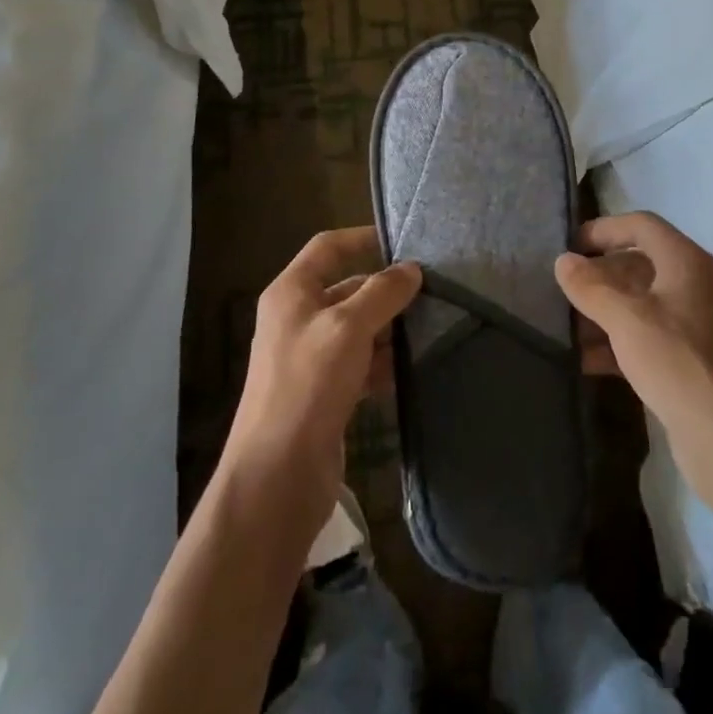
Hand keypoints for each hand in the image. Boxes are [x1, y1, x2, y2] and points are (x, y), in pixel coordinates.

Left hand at [223, 228, 420, 543]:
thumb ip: (381, 293)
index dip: (363, 238)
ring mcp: (311, 358)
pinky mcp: (326, 392)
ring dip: (390, 329)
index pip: (328, 247)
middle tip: (434, 293)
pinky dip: (384, 363)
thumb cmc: (308, 385)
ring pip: (358, 329)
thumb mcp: (347, 328)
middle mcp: (298, 319)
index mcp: (291, 293)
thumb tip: (411, 269)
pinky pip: (361, 364)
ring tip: (433, 328)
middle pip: (348, 289)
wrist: (278, 474)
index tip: (404, 242)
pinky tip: (413, 369)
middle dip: (386, 291)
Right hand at [556, 213, 712, 505]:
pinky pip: (644, 337)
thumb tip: (563, 261)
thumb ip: (591, 287)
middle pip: (637, 263)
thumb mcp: (627, 320)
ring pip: (638, 303)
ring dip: (602, 311)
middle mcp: (691, 286)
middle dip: (598, 275)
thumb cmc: (679, 365)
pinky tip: (585, 361)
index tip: (568, 248)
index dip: (603, 229)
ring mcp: (691, 325)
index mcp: (685, 263)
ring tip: (565, 328)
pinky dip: (615, 343)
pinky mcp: (686, 361)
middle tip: (560, 290)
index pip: (641, 225)